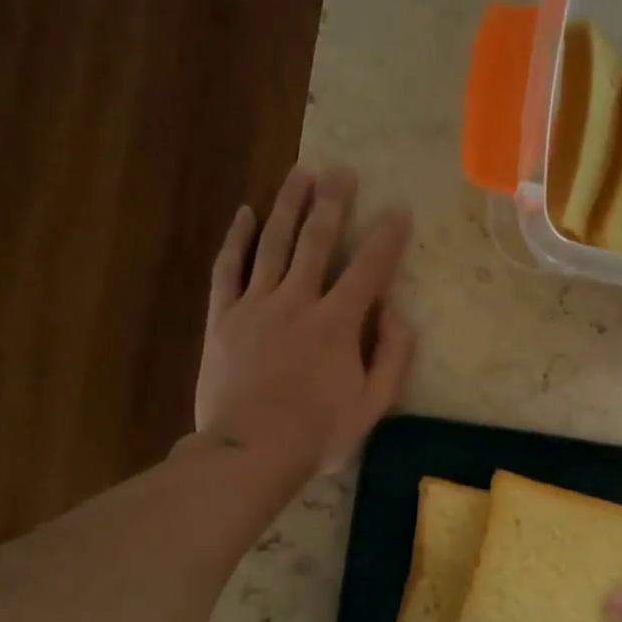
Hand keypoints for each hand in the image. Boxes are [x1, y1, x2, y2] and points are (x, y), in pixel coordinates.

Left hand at [194, 163, 412, 472]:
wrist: (250, 451)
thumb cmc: (318, 431)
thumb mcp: (373, 403)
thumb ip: (392, 355)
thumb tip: (396, 311)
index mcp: (338, 323)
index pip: (369, 269)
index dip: (387, 238)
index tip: (399, 210)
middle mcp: (297, 301)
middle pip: (316, 241)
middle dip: (333, 202)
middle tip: (342, 170)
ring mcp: (256, 305)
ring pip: (273, 243)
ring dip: (289, 205)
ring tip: (301, 173)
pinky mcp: (223, 317)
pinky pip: (228, 268)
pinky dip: (237, 239)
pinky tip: (246, 213)